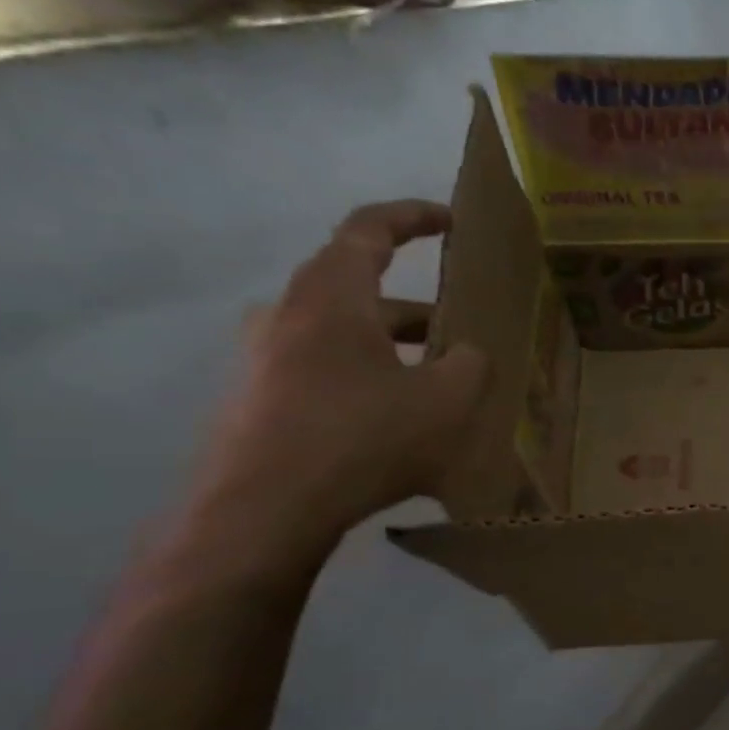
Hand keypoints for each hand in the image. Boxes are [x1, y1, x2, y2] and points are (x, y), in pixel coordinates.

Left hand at [197, 202, 491, 565]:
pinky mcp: (257, 401)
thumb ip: (471, 365)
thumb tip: (468, 354)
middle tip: (463, 333)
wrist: (262, 512)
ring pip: (344, 337)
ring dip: (394, 350)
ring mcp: (264, 359)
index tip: (450, 220)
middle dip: (418, 309)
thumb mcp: (447, 401)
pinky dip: (367, 382)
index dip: (412, 216)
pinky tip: (398, 425)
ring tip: (439, 387)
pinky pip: (324, 374)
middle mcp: (288, 315)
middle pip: (359, 290)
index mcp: (331, 298)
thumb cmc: (362, 438)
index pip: (368, 230)